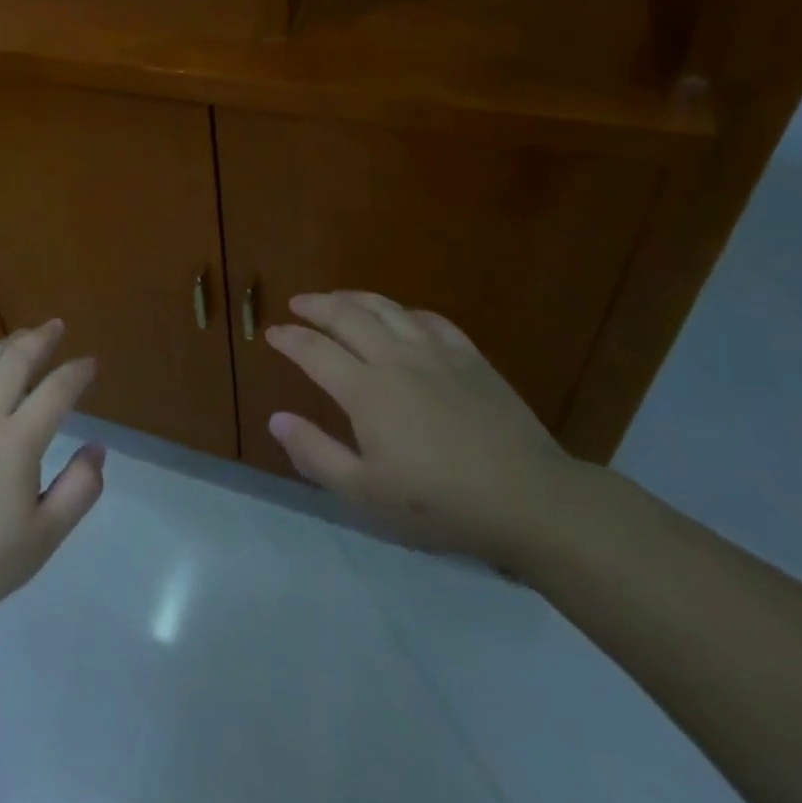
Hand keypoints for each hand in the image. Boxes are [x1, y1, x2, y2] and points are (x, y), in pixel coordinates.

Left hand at [0, 321, 105, 640]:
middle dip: (40, 339)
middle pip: (15, 361)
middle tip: (56, 327)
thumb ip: (79, 490)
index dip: (77, 372)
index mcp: (18, 442)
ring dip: (4, 345)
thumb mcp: (44, 538)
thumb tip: (98, 448)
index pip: (56, 391)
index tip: (90, 363)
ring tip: (20, 339)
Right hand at [264, 291, 575, 563]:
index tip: (272, 333)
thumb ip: (315, 454)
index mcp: (365, 390)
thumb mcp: (365, 493)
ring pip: (387, 309)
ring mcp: (436, 353)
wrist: (529, 499)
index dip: (289, 339)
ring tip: (339, 299)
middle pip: (347, 316)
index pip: (314, 350)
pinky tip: (402, 317)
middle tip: (298, 304)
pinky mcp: (470, 358)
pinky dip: (405, 312)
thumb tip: (277, 419)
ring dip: (355, 298)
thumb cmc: (440, 503)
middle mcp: (395, 359)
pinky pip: (431, 320)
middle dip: (316, 305)